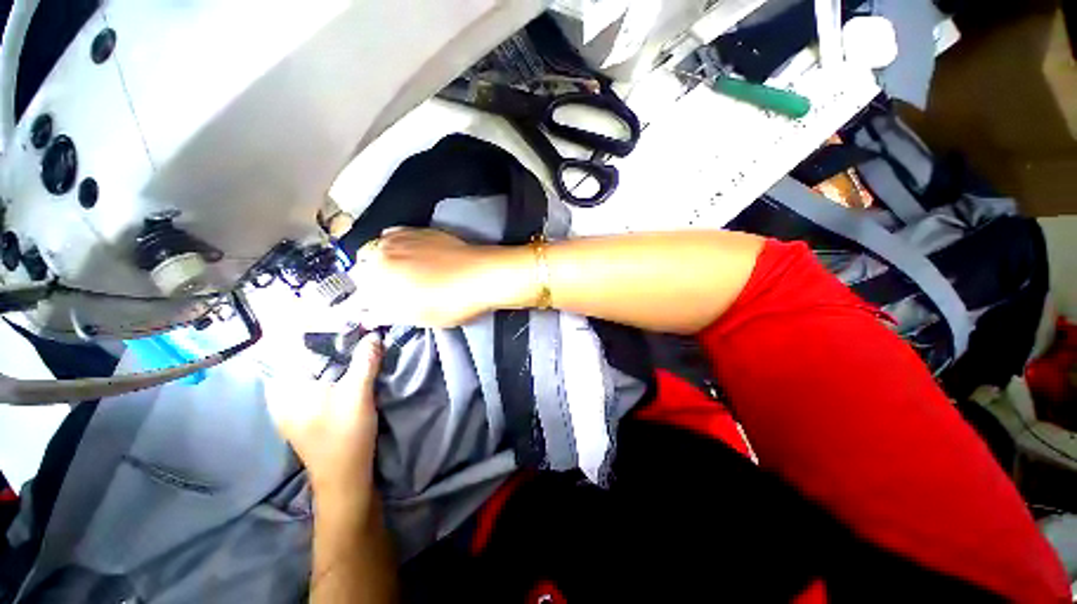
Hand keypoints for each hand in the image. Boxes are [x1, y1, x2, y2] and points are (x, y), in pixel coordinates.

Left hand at [266, 332, 382, 505]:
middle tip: (344, 319)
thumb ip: (365, 361)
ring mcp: (290, 404)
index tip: (330, 310)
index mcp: (283, 387)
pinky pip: (311, 379)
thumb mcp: (358, 393)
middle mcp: (280, 393)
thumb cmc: (345, 434)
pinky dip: (326, 367)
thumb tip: (374, 334)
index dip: (307, 324)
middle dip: (319, 336)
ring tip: (346, 335)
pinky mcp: (303, 412)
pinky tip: (343, 363)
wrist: (344, 476)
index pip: (286, 345)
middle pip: (295, 355)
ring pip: (304, 368)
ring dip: (324, 352)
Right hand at [350, 227, 534, 327]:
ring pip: (375, 250)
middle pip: (363, 268)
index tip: (374, 309)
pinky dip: (392, 246)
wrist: (481, 275)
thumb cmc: (451, 301)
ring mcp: (399, 239)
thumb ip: (387, 314)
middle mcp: (381, 254)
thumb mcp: (417, 317)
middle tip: (388, 293)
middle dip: (370, 281)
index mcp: (378, 280)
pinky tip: (405, 255)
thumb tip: (370, 315)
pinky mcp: (416, 231)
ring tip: (397, 274)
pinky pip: (393, 236)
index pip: (358, 293)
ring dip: (379, 262)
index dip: (366, 303)